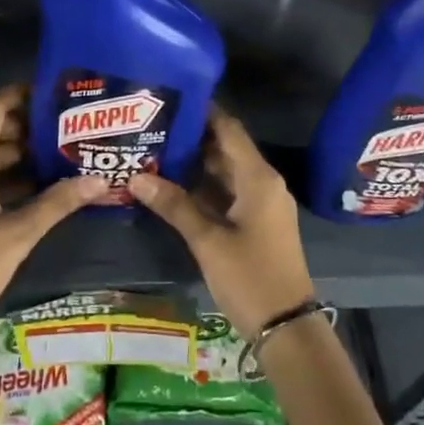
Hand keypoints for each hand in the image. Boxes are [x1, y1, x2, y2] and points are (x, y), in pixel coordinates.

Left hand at [0, 85, 106, 387]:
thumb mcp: (17, 238)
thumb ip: (57, 203)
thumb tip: (99, 180)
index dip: (21, 95)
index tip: (56, 94)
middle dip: (26, 124)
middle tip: (67, 126)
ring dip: (16, 151)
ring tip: (59, 152)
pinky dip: (1, 173)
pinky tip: (36, 185)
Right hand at [128, 106, 316, 339]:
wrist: (286, 326)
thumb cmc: (250, 276)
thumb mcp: (208, 241)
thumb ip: (174, 205)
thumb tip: (137, 177)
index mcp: (258, 177)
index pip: (229, 129)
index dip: (204, 111)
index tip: (172, 98)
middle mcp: (263, 182)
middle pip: (226, 148)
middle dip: (193, 137)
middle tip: (154, 125)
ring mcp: (262, 203)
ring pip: (226, 172)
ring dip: (196, 164)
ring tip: (157, 150)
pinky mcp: (258, 223)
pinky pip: (229, 193)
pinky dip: (205, 187)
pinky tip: (174, 187)